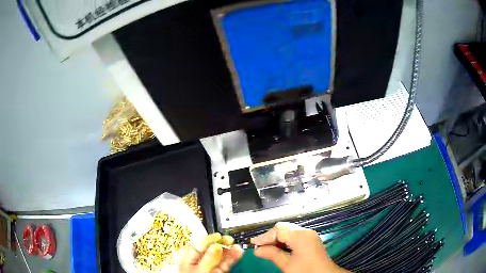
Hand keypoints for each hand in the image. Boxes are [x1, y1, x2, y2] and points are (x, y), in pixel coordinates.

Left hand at [179, 233, 243, 272]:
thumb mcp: (198, 271)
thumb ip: (207, 260)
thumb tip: (216, 247)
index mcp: (189, 259)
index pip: (199, 245)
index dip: (209, 240)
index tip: (219, 236)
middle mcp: (199, 262)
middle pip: (211, 250)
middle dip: (221, 244)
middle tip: (230, 240)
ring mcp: (210, 268)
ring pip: (220, 257)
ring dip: (229, 251)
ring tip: (237, 246)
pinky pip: (226, 264)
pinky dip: (232, 259)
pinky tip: (238, 253)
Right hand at [251, 222, 349, 272]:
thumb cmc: (307, 271)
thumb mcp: (287, 265)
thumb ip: (272, 255)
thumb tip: (257, 250)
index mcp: (301, 236)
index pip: (278, 230)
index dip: (264, 237)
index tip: (253, 244)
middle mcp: (306, 232)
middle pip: (283, 228)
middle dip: (270, 237)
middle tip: (260, 247)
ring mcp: (309, 235)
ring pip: (288, 231)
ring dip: (277, 239)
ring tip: (267, 249)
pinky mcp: (310, 240)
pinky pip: (294, 235)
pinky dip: (284, 241)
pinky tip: (278, 249)